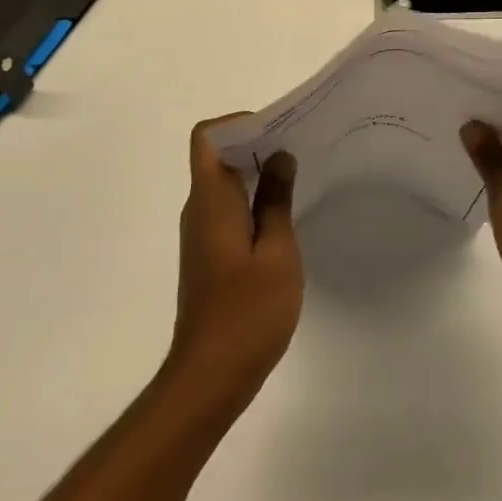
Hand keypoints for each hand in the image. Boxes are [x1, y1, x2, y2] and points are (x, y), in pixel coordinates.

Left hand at [165, 119, 303, 415]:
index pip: (208, 137)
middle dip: (257, 143)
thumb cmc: (248, 311)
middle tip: (301, 147)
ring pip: (226, 183)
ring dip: (258, 172)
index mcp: (211, 200)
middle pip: (219, 156)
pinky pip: (229, 209)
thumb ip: (277, 199)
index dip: (239, 123)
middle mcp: (200, 210)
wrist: (210, 376)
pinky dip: (254, 200)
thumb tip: (279, 157)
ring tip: (300, 176)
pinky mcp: (210, 255)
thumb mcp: (276, 251)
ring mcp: (202, 234)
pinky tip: (286, 216)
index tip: (278, 131)